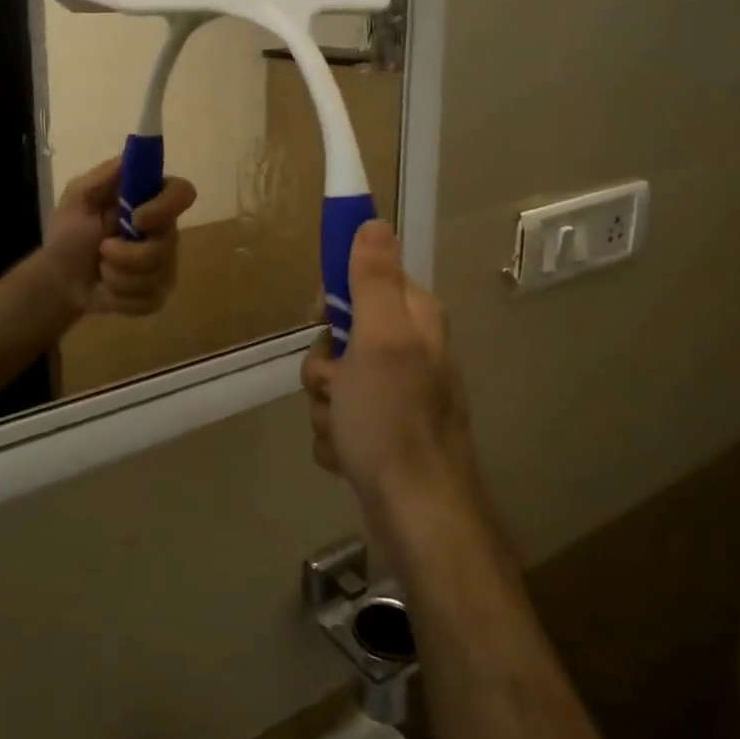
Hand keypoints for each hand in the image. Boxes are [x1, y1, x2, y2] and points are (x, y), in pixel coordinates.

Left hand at [41, 158, 196, 316]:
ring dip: (117, 277)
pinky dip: (120, 298)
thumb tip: (128, 158)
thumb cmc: (69, 232)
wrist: (59, 278)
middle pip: (167, 244)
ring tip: (101, 270)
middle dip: (128, 255)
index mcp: (149, 200)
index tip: (137, 219)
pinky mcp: (157, 293)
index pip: (182, 192)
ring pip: (156, 276)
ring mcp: (165, 264)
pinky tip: (108, 289)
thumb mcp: (76, 198)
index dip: (165, 207)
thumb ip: (100, 178)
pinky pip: (149, 299)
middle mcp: (164, 230)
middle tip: (102, 250)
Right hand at [300, 221, 481, 545]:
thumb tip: (373, 221)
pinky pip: (336, 417)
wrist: (416, 517)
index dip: (333, 301)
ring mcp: (394, 395)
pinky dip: (335, 436)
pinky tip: (349, 454)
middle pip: (338, 335)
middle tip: (340, 385)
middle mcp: (407, 352)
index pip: (360, 280)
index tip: (324, 323)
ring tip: (347, 429)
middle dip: (325, 366)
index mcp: (414, 320)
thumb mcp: (381, 339)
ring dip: (326, 405)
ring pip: (331, 380)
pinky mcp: (380, 432)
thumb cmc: (394, 421)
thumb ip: (374, 279)